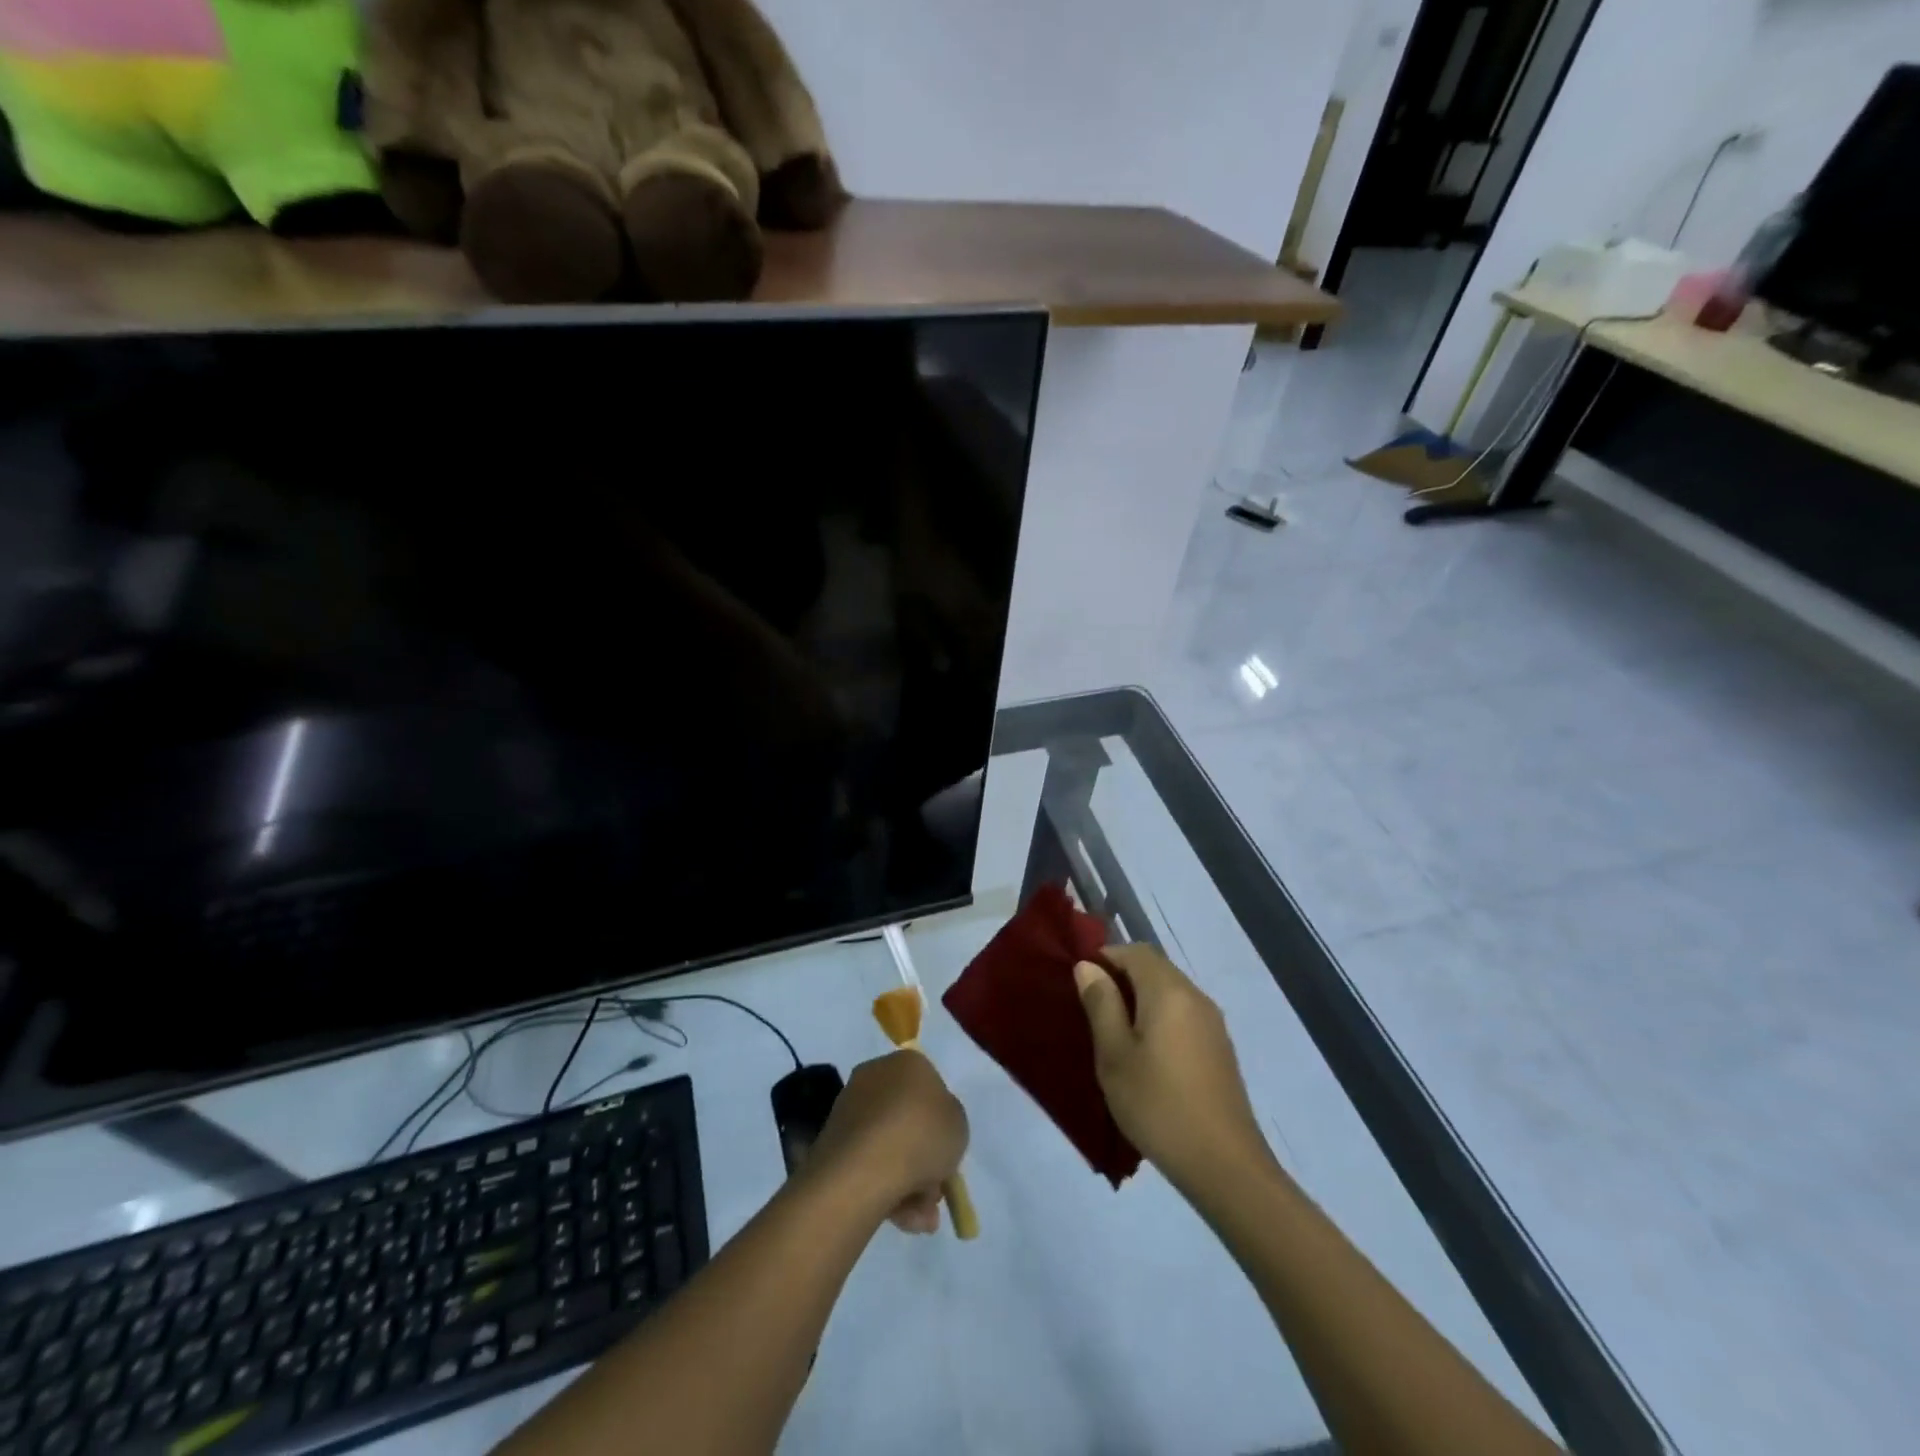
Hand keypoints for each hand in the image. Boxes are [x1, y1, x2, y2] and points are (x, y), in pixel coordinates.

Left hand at [804, 1050, 968, 1234]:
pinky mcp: (833, 1141)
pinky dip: (885, 1189)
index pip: (930, 1086)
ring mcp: (850, 1109)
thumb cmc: (921, 1135)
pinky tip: (901, 1219)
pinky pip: (868, 1164)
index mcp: (907, 1062)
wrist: (865, 1167)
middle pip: (908, 1120)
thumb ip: (950, 1122)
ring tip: (921, 1218)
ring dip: (909, 1182)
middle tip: (935, 1193)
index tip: (948, 1151)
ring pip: (889, 1147)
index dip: (942, 1121)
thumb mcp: (959, 1125)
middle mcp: (875, 1077)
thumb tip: (931, 1129)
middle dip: (924, 1159)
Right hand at [1075, 945, 1268, 1192]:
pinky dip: (1160, 1018)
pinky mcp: (1219, 1048)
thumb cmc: (1158, 1105)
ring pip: (1170, 991)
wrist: (1224, 1164)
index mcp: (1168, 991)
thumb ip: (1101, 1004)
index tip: (1081, 983)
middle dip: (1122, 977)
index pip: (1135, 951)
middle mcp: (1195, 996)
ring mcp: (1212, 1023)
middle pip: (1155, 967)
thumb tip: (1088, 966)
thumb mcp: (1114, 1055)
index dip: (1105, 957)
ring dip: (1141, 999)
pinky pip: (1183, 1014)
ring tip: (1114, 1034)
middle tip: (1092, 1009)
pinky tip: (1146, 1055)